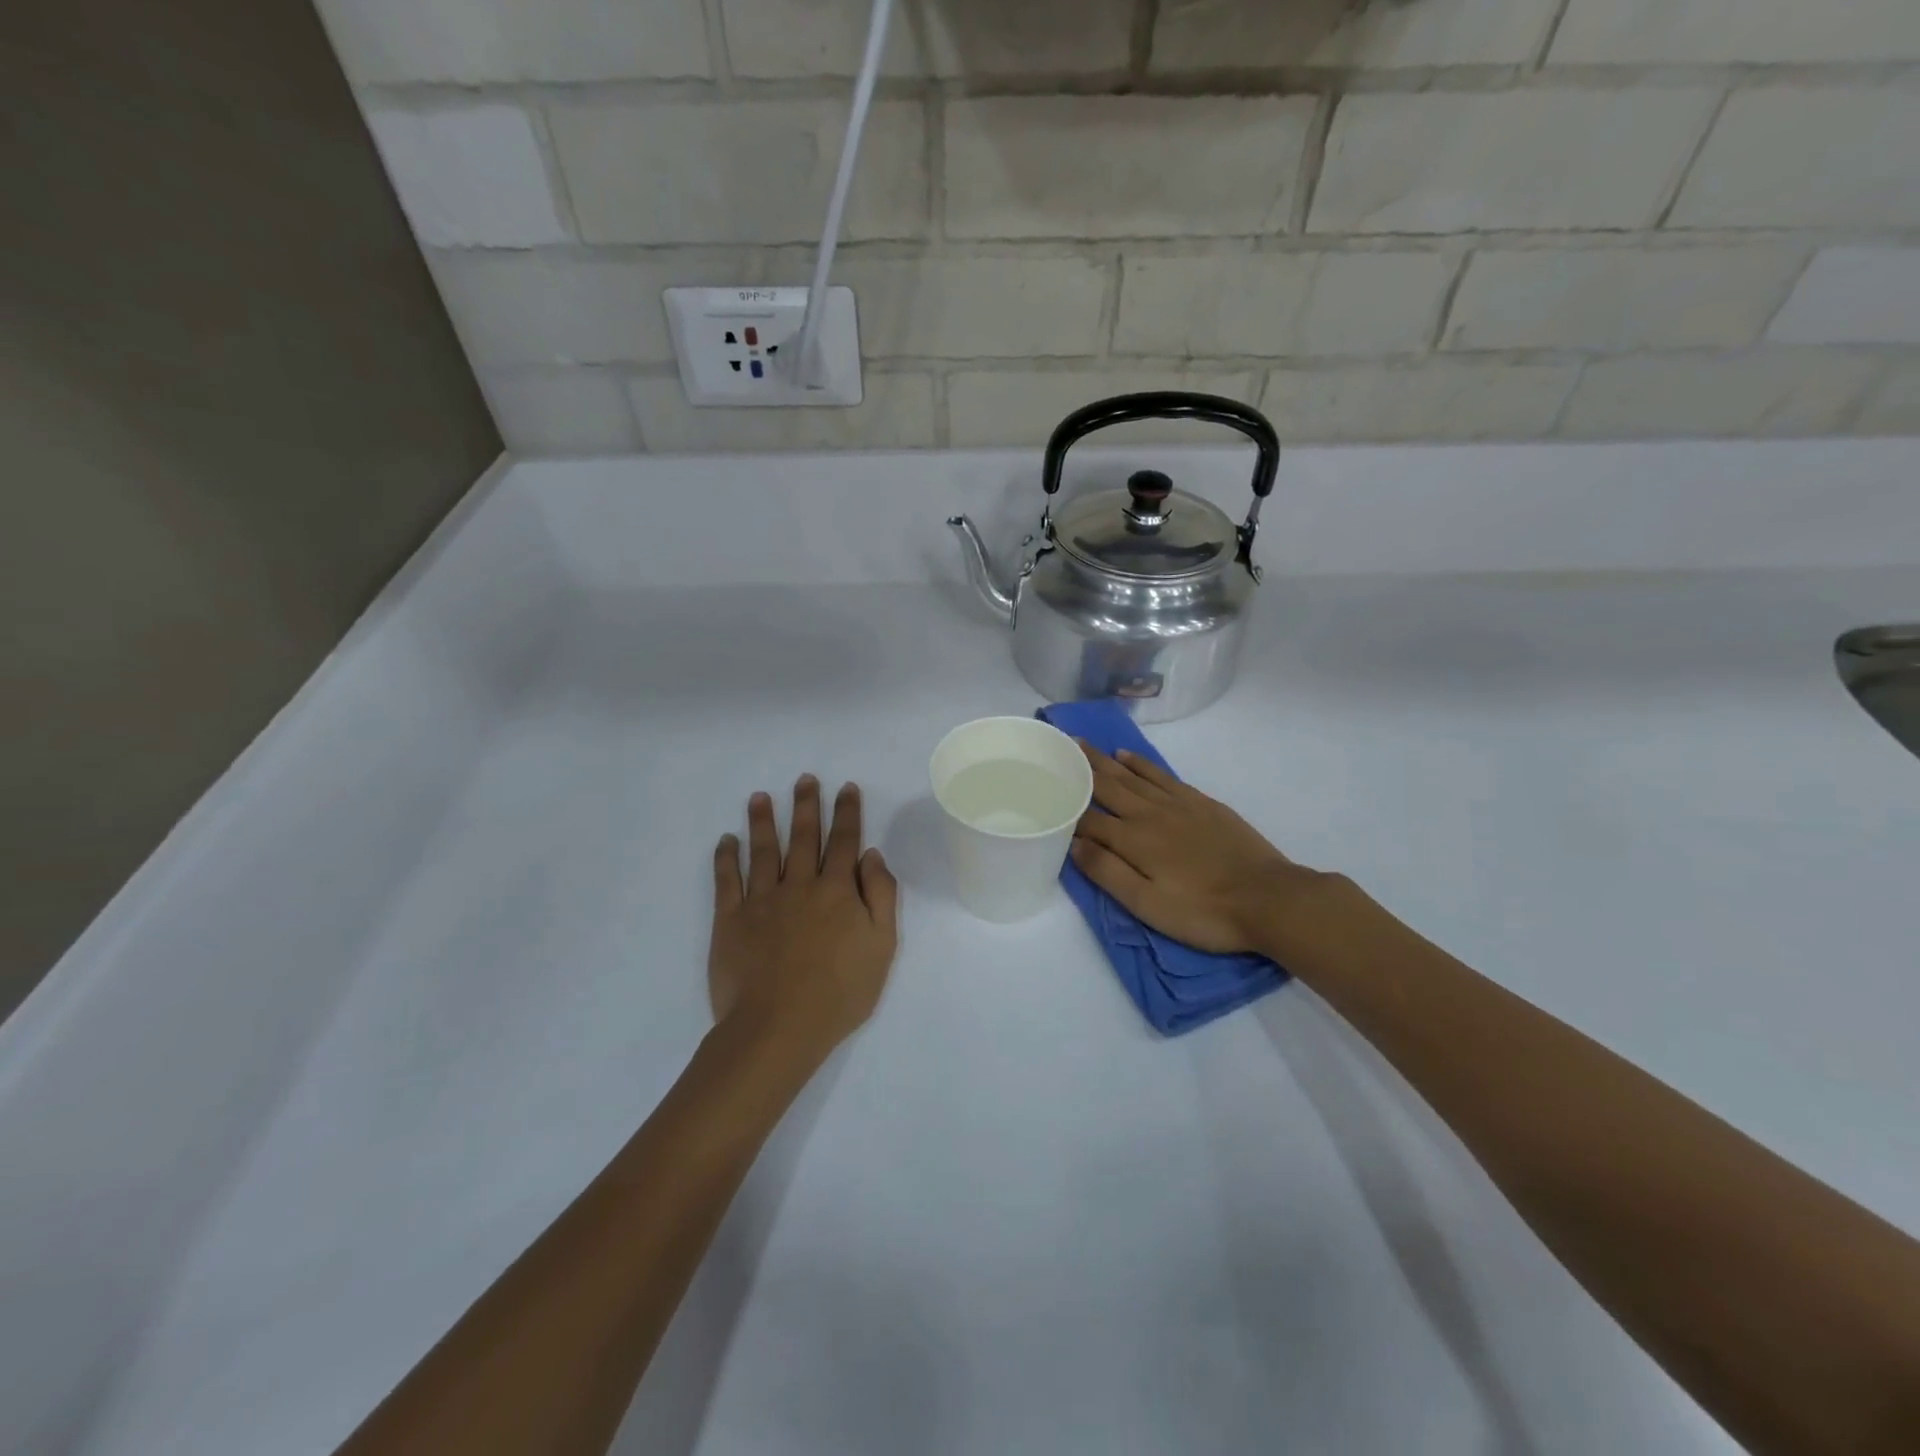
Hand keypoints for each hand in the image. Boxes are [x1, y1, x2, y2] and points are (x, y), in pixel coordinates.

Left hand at [709, 777, 899, 1069]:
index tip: (846, 788)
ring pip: (763, 850)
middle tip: (804, 779)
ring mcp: (762, 900)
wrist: (779, 1027)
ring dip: (763, 821)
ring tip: (760, 797)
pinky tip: (727, 840)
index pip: (844, 842)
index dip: (847, 813)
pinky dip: (726, 858)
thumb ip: (881, 897)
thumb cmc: (839, 992)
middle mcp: (800, 885)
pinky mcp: (731, 919)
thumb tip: (871, 856)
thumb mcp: (882, 947)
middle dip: (807, 805)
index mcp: (837, 891)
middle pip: (804, 837)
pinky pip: (727, 880)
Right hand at [1070, 744, 1336, 956]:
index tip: (1041, 786)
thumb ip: (1108, 872)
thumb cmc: (1203, 911)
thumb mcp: (1148, 905)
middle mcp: (1149, 813)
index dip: (1065, 802)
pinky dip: (1142, 764)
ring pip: (1132, 775)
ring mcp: (1177, 804)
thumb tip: (1073, 843)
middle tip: (1058, 745)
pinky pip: (1162, 775)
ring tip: (1083, 744)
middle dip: (1080, 767)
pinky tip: (1129, 756)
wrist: (1268, 898)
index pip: (1088, 817)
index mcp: (1133, 839)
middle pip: (1107, 785)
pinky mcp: (1201, 802)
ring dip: (1105, 760)